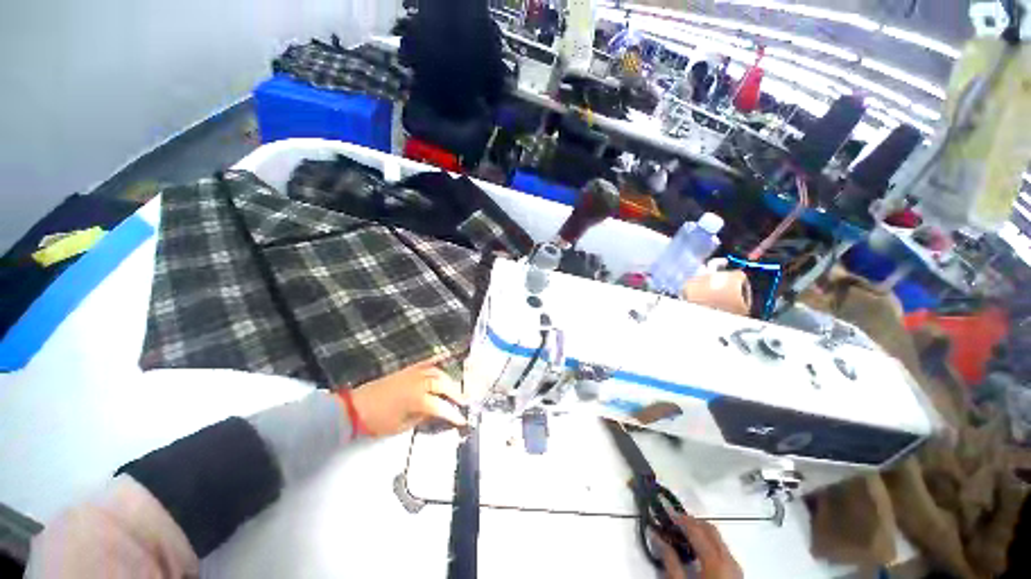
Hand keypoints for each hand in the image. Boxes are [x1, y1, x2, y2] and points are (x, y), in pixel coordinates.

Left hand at [350, 354, 467, 436]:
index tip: (463, 420)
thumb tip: (437, 413)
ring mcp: (414, 373)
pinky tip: (445, 361)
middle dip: (456, 393)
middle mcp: (419, 383)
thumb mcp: (402, 426)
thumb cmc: (378, 421)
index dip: (454, 414)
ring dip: (449, 380)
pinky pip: (426, 362)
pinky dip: (437, 362)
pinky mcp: (408, 369)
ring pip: (438, 373)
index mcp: (417, 399)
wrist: (356, 407)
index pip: (441, 406)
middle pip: (444, 385)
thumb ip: (423, 417)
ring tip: (455, 389)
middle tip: (464, 401)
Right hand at [654, 514, 741, 578]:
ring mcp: (735, 567)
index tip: (665, 511)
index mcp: (715, 559)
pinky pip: (722, 549)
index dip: (679, 518)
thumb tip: (654, 535)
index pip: (695, 529)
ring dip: (700, 531)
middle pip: (710, 529)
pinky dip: (709, 543)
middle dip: (691, 522)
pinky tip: (697, 550)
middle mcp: (728, 559)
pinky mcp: (736, 574)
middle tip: (673, 521)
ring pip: (717, 538)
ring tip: (683, 534)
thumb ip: (668, 558)